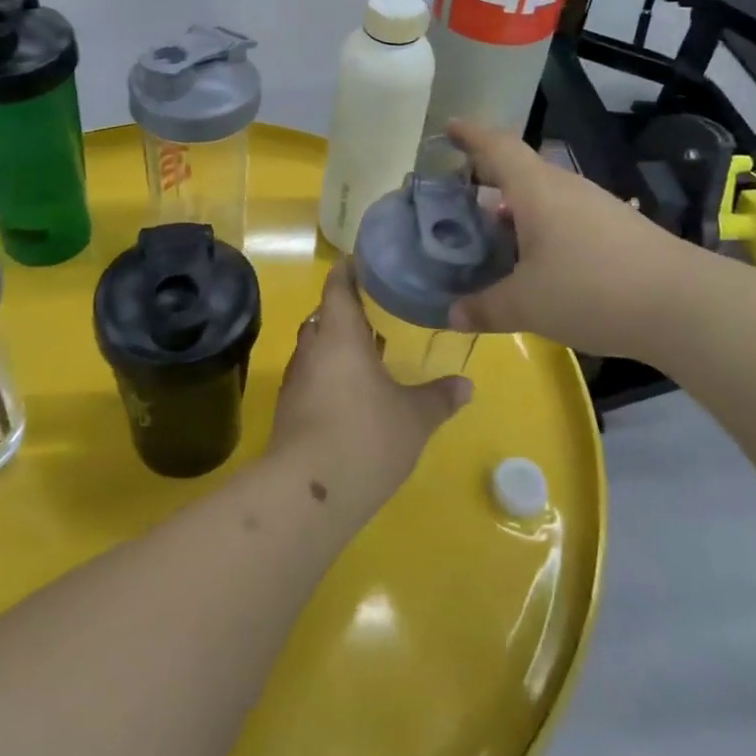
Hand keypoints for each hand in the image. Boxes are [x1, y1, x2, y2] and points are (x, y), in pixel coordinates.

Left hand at [268, 263, 471, 520]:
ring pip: (315, 348)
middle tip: (376, 313)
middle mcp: (312, 348)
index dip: (348, 271)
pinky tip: (351, 394)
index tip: (363, 262)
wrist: (308, 492)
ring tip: (368, 354)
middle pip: (324, 316)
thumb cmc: (366, 437)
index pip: (338, 287)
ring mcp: (295, 379)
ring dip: (336, 346)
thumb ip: (440, 397)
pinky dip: (328, 374)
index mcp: (340, 334)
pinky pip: (309, 376)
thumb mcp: (415, 418)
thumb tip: (467, 384)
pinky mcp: (288, 409)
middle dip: (346, 312)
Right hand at [446, 119, 692, 357]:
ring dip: (517, 208)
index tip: (449, 127)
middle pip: (520, 170)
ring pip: (545, 195)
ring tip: (494, 233)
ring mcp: (597, 206)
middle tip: (461, 196)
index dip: (470, 134)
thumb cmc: (591, 290)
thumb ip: (485, 308)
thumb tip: (452, 315)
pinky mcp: (618, 229)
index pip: (497, 147)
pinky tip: (539, 260)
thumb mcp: (526, 305)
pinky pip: (567, 216)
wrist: (684, 305)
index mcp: (535, 190)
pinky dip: (543, 228)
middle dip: (489, 178)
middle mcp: (565, 188)